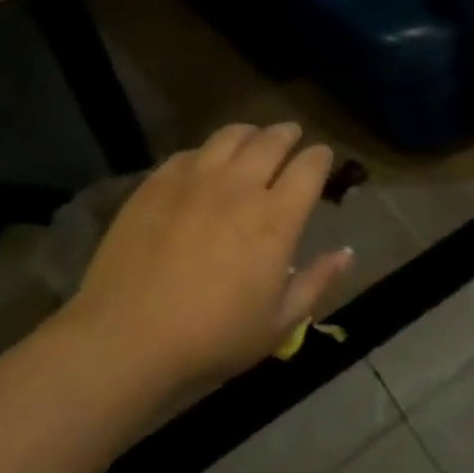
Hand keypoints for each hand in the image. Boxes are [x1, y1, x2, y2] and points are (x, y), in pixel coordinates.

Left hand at [58, 123, 353, 388]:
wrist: (126, 339)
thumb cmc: (212, 337)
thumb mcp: (278, 324)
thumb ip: (317, 282)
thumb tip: (347, 253)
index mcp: (276, 218)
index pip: (309, 167)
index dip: (320, 157)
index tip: (322, 157)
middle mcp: (240, 187)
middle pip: (272, 140)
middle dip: (289, 134)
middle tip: (292, 137)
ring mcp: (195, 180)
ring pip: (231, 135)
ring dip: (250, 134)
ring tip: (252, 140)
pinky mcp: (157, 184)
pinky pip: (190, 153)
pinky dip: (206, 153)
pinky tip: (203, 166)